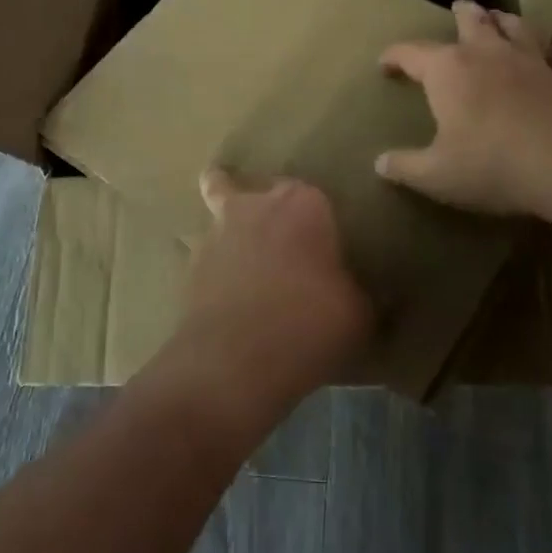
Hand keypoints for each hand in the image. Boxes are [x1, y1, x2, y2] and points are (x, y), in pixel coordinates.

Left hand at [162, 171, 371, 430]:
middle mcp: (256, 205)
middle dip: (266, 206)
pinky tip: (223, 294)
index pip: (314, 196)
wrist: (233, 363)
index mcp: (303, 204)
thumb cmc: (307, 325)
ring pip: (216, 205)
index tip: (326, 246)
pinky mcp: (190, 263)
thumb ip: (360, 292)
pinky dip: (212, 266)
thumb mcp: (358, 314)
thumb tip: (361, 292)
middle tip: (284, 242)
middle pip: (257, 189)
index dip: (319, 221)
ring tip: (241, 253)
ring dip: (230, 226)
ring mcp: (217, 230)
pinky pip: (204, 254)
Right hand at [376, 0, 551, 221]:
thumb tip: (380, 163)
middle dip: (463, 13)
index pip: (412, 54)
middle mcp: (489, 55)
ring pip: (518, 28)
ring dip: (506, 20)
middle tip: (459, 6)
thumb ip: (405, 167)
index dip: (395, 56)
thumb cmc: (492, 166)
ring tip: (500, 16)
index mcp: (449, 71)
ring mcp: (534, 63)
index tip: (384, 64)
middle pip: (473, 22)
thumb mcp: (436, 175)